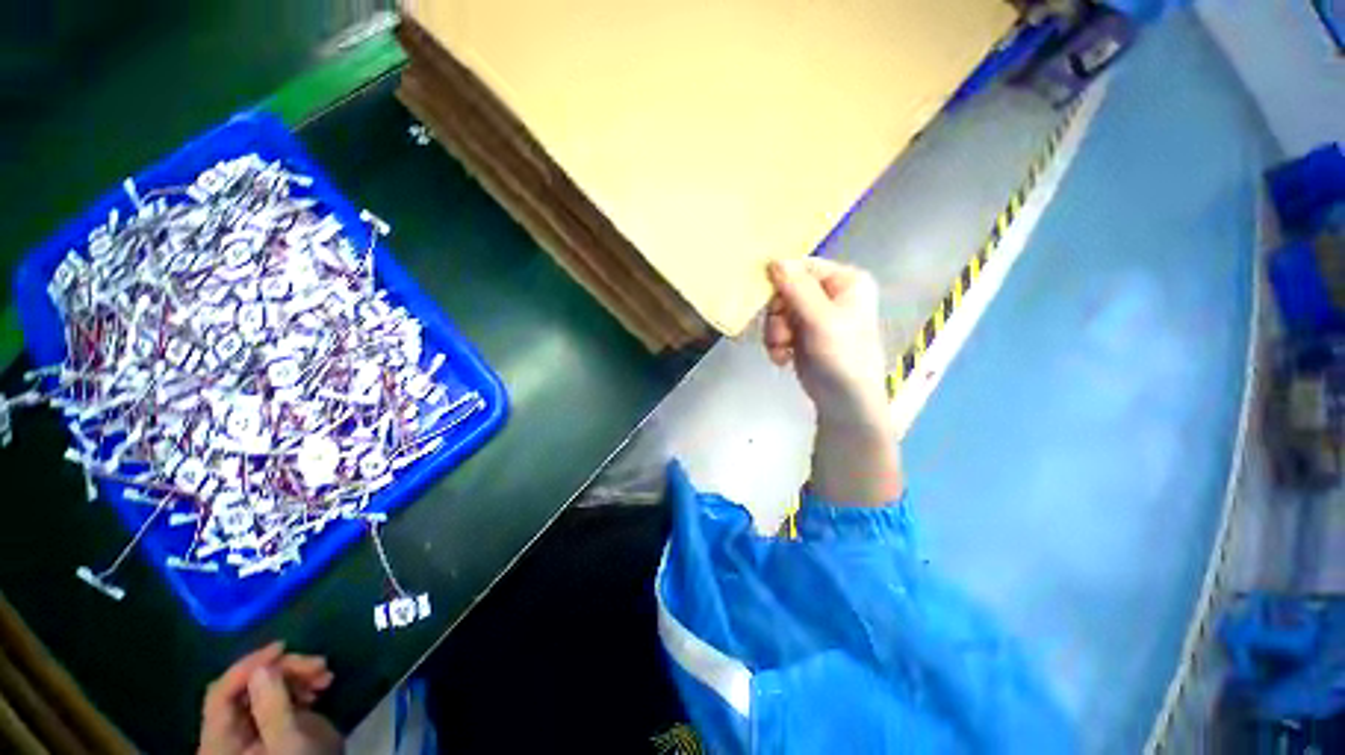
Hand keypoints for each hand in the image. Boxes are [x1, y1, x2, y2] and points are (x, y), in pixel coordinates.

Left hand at [199, 642, 342, 754]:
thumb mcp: (290, 744)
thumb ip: (273, 707)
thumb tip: (264, 666)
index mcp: (218, 743)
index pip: (220, 693)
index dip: (248, 666)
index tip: (284, 646)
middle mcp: (225, 737)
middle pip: (243, 689)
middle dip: (282, 671)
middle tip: (320, 665)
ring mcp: (246, 736)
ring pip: (261, 692)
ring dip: (294, 677)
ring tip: (326, 677)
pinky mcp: (266, 733)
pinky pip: (274, 701)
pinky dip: (297, 688)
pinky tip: (319, 688)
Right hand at [765, 258, 902, 504]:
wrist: (843, 401)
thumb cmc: (841, 357)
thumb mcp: (820, 320)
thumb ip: (797, 289)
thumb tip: (774, 260)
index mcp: (845, 281)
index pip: (803, 268)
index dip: (782, 283)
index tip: (769, 303)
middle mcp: (831, 293)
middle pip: (786, 290)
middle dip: (778, 316)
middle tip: (781, 335)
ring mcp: (815, 315)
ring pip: (778, 311)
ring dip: (774, 332)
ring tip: (782, 351)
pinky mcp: (802, 333)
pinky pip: (778, 327)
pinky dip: (776, 343)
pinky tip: (782, 358)